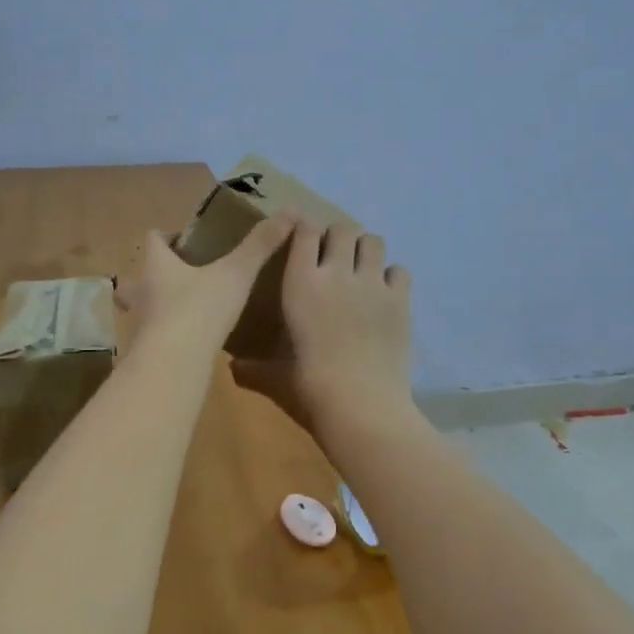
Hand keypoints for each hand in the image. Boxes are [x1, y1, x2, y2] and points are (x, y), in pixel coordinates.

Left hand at [117, 215, 295, 352]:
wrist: (174, 364)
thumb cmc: (200, 308)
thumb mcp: (236, 273)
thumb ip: (260, 245)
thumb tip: (290, 211)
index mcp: (157, 264)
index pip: (154, 239)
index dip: (168, 236)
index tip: (188, 240)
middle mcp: (141, 290)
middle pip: (137, 276)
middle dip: (153, 275)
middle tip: (179, 277)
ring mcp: (139, 323)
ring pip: (141, 308)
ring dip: (156, 306)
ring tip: (183, 310)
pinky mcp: (146, 351)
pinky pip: (153, 337)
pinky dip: (166, 335)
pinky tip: (188, 342)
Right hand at [231, 220, 413, 434]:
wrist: (361, 406)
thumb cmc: (309, 388)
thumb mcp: (274, 378)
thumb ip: (252, 369)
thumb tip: (232, 369)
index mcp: (300, 282)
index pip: (304, 232)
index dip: (304, 227)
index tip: (302, 234)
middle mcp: (337, 273)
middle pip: (342, 228)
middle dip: (337, 237)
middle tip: (333, 257)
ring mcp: (372, 284)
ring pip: (374, 241)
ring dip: (366, 249)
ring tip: (360, 269)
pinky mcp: (401, 301)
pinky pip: (400, 270)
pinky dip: (392, 277)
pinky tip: (384, 294)